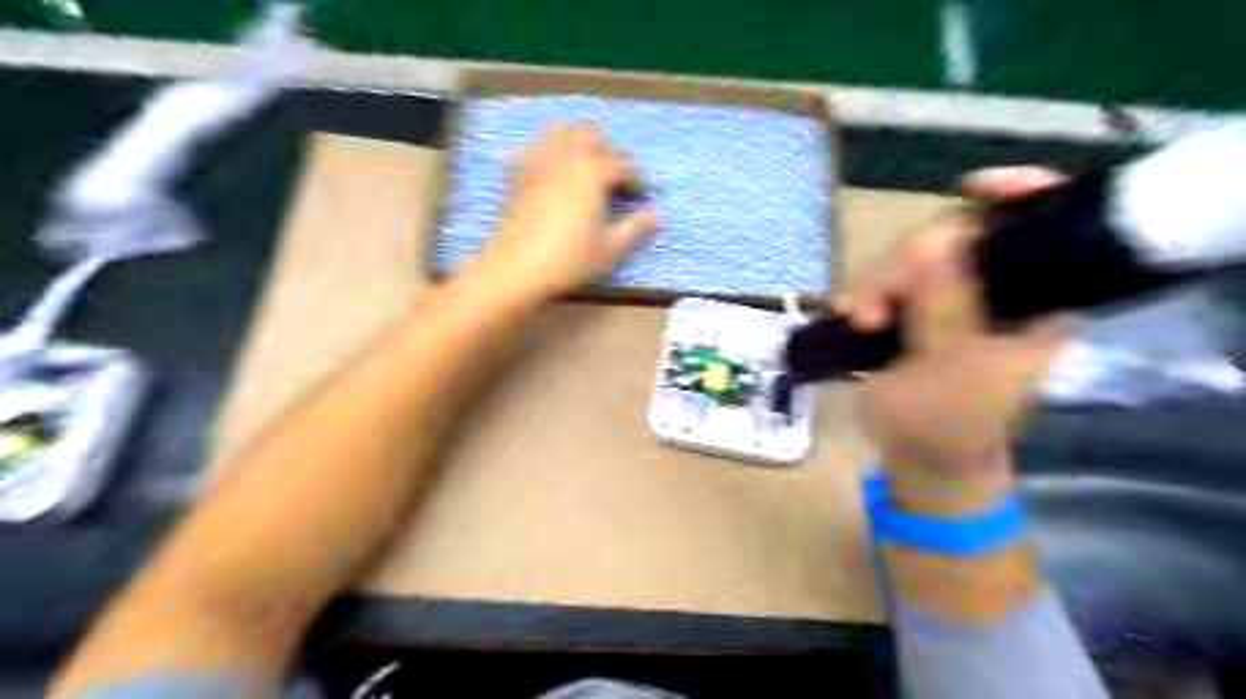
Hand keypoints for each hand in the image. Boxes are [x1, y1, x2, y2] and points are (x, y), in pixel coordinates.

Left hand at [473, 121, 655, 298]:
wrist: (518, 268)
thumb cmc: (570, 259)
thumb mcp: (611, 248)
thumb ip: (636, 227)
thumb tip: (658, 216)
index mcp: (593, 170)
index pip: (624, 164)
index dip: (638, 179)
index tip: (643, 196)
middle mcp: (566, 156)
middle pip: (593, 136)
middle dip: (609, 151)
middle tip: (616, 178)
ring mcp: (539, 161)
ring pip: (561, 133)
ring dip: (578, 143)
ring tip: (586, 167)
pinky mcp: (518, 173)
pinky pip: (535, 149)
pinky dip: (549, 153)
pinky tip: (553, 172)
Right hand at [848, 167, 1069, 514]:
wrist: (920, 459)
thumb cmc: (946, 426)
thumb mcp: (951, 371)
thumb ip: (946, 307)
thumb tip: (935, 240)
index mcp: (1032, 303)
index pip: (1042, 228)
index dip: (1017, 194)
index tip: (972, 187)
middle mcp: (994, 291)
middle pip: (955, 237)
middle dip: (907, 264)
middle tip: (875, 310)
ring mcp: (951, 299)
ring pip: (912, 258)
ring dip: (879, 285)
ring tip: (860, 323)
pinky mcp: (915, 310)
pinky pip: (888, 280)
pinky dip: (866, 292)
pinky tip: (852, 317)